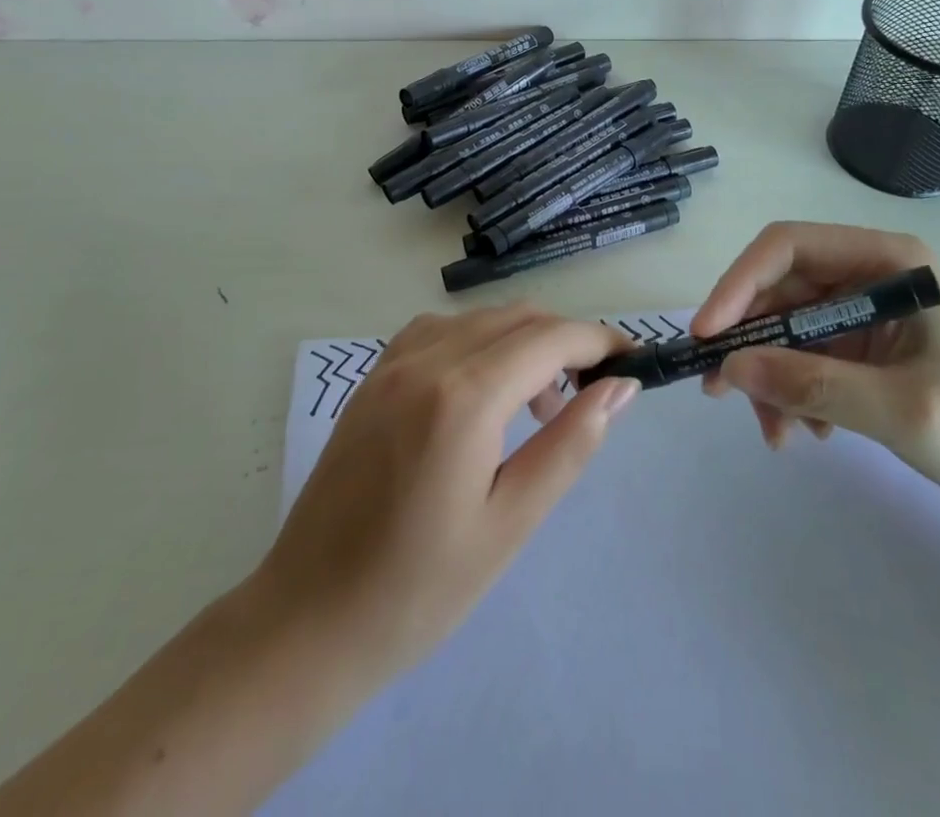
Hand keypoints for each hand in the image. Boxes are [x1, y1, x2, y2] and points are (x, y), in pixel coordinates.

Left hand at [256, 304, 637, 692]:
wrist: (307, 621)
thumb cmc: (419, 590)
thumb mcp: (510, 523)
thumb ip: (570, 443)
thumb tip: (619, 388)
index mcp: (463, 396)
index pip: (550, 338)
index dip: (599, 340)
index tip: (632, 361)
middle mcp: (426, 359)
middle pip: (518, 318)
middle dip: (565, 341)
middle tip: (590, 392)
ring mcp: (392, 363)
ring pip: (480, 319)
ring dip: (523, 341)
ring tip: (539, 404)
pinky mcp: (372, 377)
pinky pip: (440, 331)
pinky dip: (478, 342)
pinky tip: (482, 390)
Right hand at [692, 222, 939, 522]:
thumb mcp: (901, 409)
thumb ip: (812, 384)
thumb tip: (728, 368)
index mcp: (888, 261)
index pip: (789, 246)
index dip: (740, 282)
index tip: (709, 333)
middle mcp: (870, 274)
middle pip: (780, 288)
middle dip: (749, 340)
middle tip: (719, 391)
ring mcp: (864, 310)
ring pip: (785, 326)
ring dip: (768, 375)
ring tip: (775, 432)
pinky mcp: (862, 346)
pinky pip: (803, 355)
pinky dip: (790, 390)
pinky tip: (806, 431)